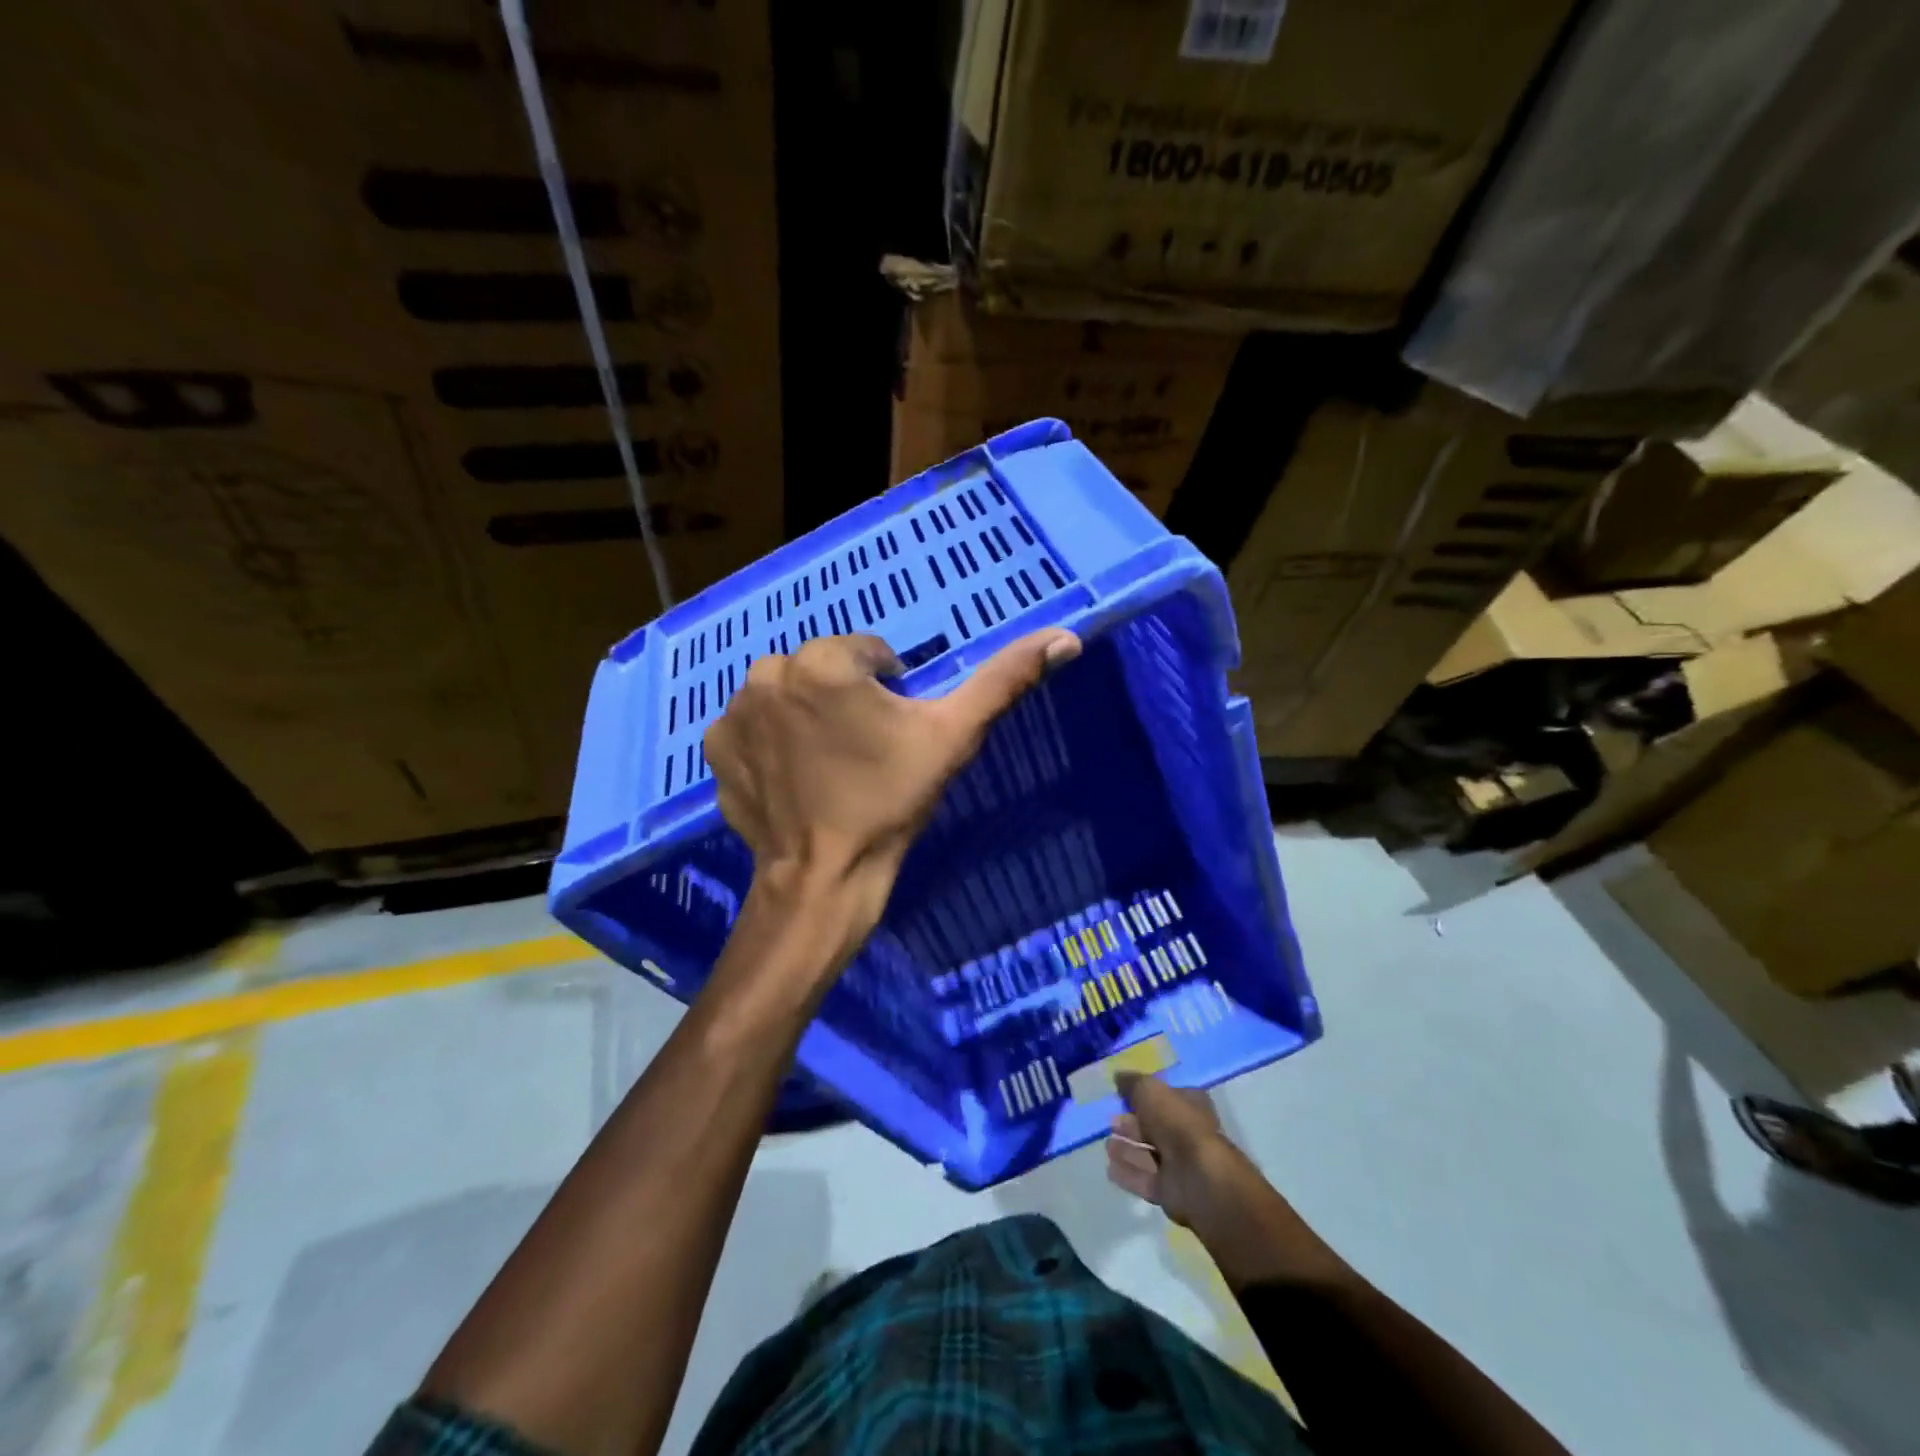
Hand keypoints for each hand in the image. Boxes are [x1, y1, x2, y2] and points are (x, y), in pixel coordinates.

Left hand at [702, 628, 1079, 937]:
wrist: (824, 877)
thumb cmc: (890, 801)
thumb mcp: (953, 737)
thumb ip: (1004, 681)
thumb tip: (1065, 636)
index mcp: (823, 662)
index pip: (866, 653)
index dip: (886, 690)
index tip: (890, 734)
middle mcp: (767, 672)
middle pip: (823, 671)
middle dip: (844, 699)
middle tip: (861, 753)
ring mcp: (734, 712)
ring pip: (787, 694)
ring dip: (807, 716)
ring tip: (827, 766)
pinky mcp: (715, 748)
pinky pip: (753, 726)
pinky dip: (772, 742)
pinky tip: (793, 778)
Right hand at [1109, 1072, 1350, 1290]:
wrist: (1200, 1179)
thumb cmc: (1178, 1124)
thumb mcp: (1151, 1091)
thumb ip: (1133, 1083)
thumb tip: (1119, 1076)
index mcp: (1191, 1106)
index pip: (1166, 1097)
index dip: (1144, 1096)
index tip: (1121, 1096)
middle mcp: (1187, 1134)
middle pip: (1156, 1127)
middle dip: (1133, 1125)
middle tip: (1111, 1122)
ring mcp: (1180, 1166)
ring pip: (1149, 1154)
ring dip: (1128, 1150)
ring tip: (1107, 1145)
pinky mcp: (1172, 1193)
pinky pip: (1145, 1180)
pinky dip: (1128, 1174)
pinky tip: (1110, 1168)